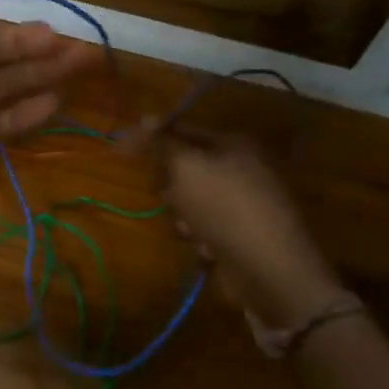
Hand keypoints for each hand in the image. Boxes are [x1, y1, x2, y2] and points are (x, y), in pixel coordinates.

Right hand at [162, 131, 348, 329]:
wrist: (270, 271)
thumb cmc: (225, 208)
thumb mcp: (187, 167)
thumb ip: (163, 142)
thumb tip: (145, 117)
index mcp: (234, 145)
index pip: (181, 131)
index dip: (150, 140)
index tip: (119, 151)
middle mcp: (242, 169)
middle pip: (185, 169)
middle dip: (172, 188)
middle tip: (171, 197)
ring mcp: (243, 203)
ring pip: (190, 202)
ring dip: (184, 217)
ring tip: (193, 230)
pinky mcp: (242, 234)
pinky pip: (205, 228)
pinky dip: (201, 238)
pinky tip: (209, 249)